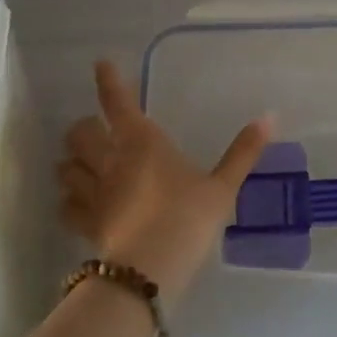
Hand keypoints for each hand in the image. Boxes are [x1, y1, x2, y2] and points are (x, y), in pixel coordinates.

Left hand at [57, 60, 270, 302]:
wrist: (149, 271)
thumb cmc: (188, 218)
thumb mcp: (222, 186)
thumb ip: (243, 152)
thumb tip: (270, 117)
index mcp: (141, 141)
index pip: (117, 101)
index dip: (107, 80)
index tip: (101, 64)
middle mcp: (110, 160)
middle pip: (80, 132)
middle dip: (84, 127)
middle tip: (96, 129)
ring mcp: (93, 193)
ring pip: (66, 167)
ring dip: (71, 161)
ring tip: (81, 163)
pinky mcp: (85, 225)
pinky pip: (66, 206)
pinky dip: (68, 200)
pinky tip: (77, 203)